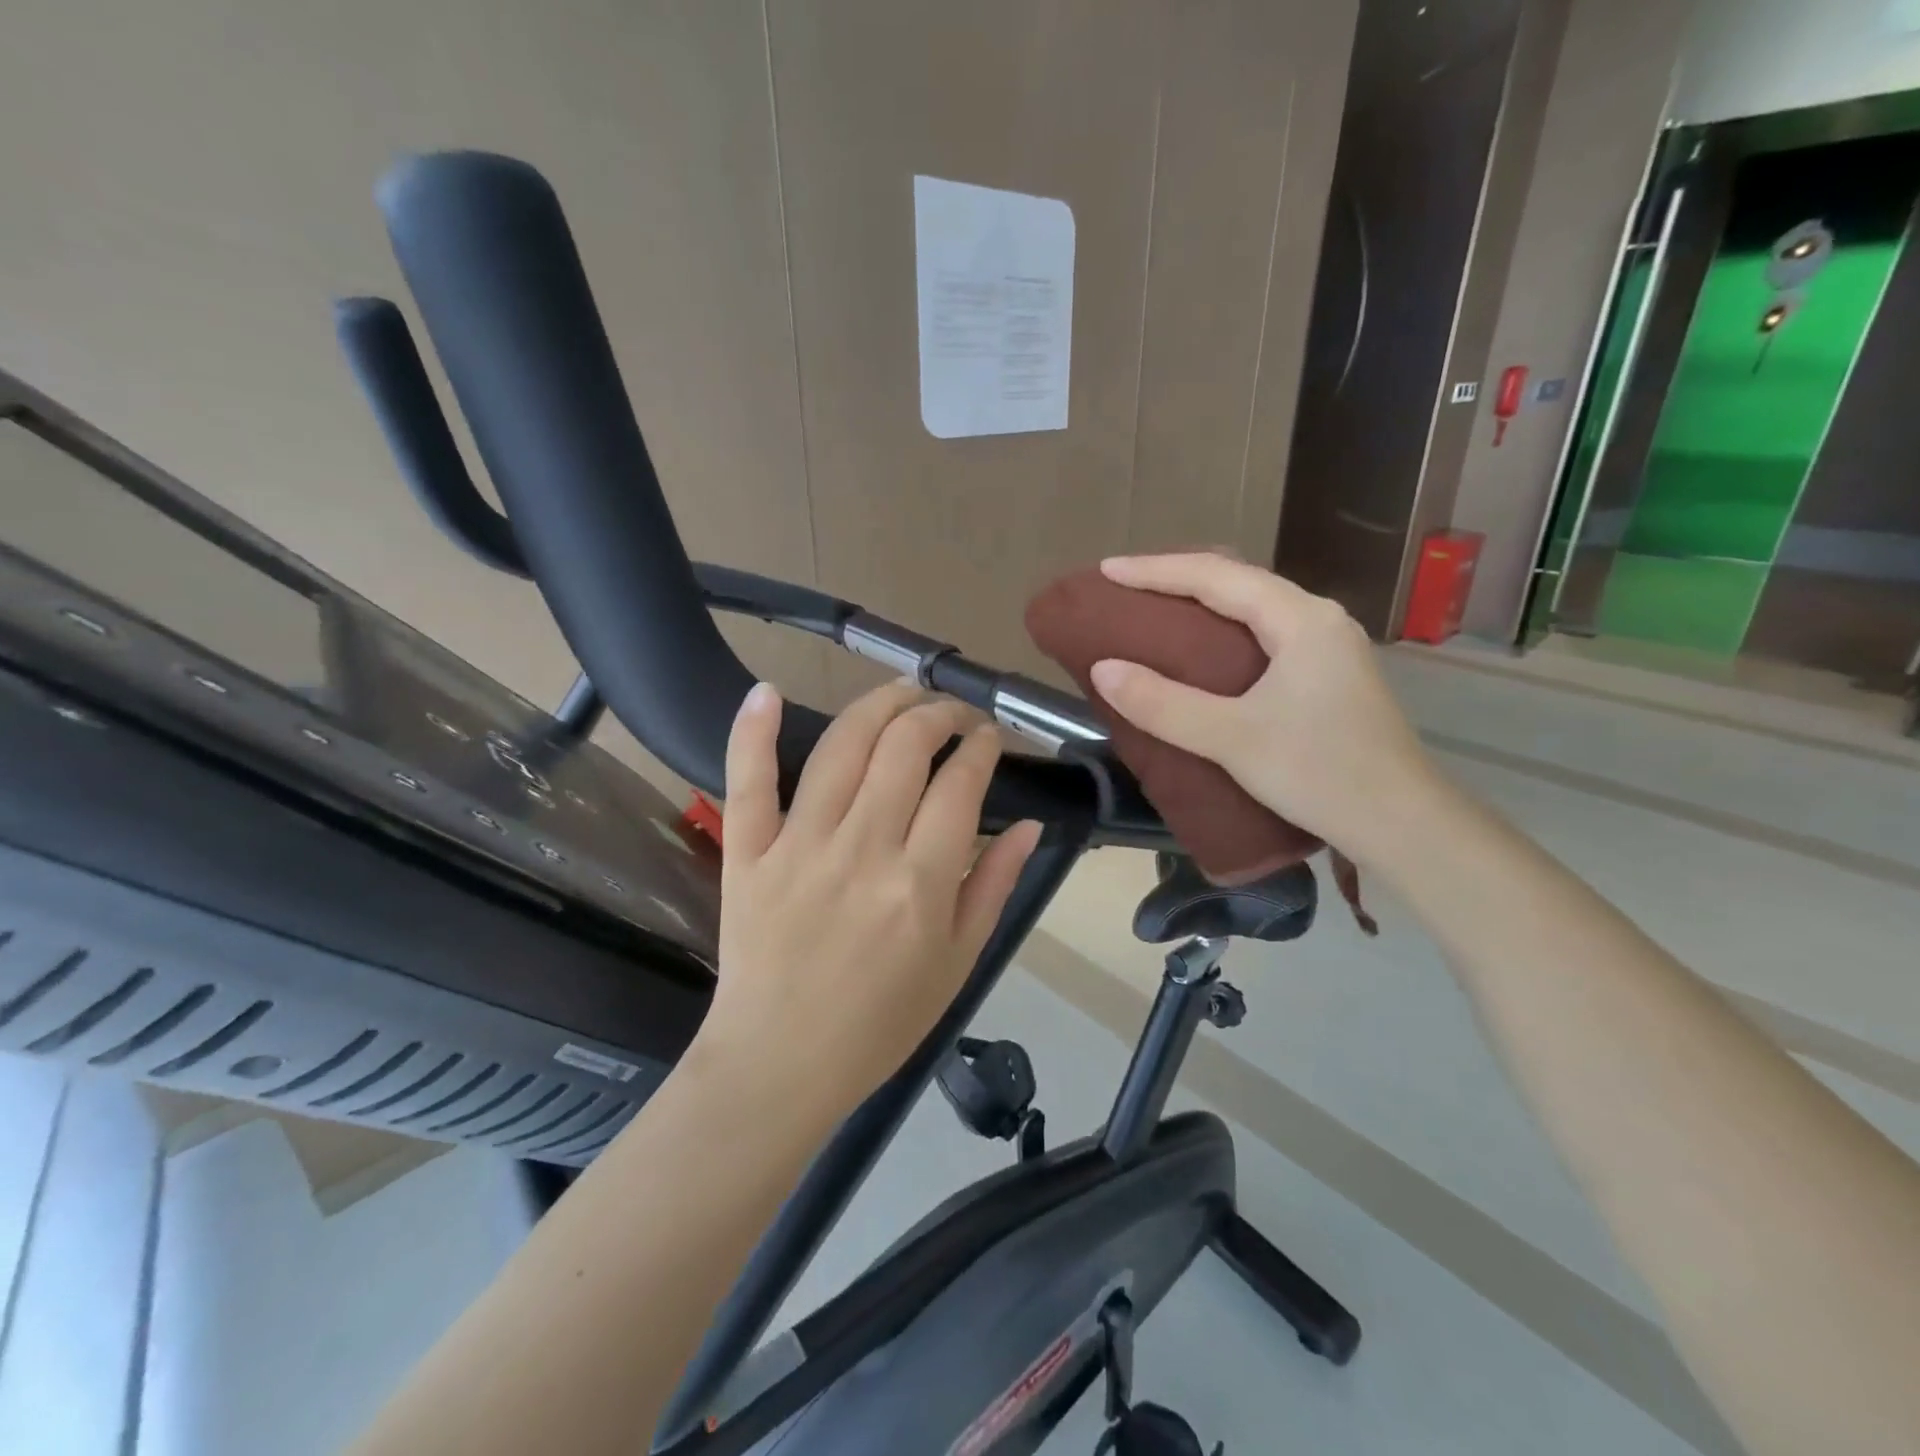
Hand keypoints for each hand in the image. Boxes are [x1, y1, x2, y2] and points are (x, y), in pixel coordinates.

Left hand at [700, 680, 1041, 1121]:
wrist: (781, 1063)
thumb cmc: (880, 1022)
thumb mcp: (958, 963)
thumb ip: (994, 887)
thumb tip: (1027, 824)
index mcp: (921, 883)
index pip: (959, 784)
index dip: (980, 748)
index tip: (987, 738)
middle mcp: (863, 849)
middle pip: (904, 748)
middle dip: (937, 714)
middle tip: (951, 713)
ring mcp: (799, 845)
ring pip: (841, 747)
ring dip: (877, 705)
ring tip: (902, 691)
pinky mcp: (748, 852)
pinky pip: (748, 781)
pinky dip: (753, 731)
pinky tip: (767, 691)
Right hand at [1087, 553, 1438, 857]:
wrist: (1402, 824)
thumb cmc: (1320, 774)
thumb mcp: (1231, 739)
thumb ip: (1163, 704)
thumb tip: (1103, 670)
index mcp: (1300, 619)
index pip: (1216, 576)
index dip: (1156, 570)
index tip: (1107, 570)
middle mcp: (1318, 620)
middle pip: (1238, 582)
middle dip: (1177, 578)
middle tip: (1126, 588)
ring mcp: (1329, 647)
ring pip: (1253, 608)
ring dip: (1202, 603)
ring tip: (1154, 611)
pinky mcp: (1328, 676)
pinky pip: (1264, 634)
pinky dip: (1223, 632)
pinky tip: (1202, 653)